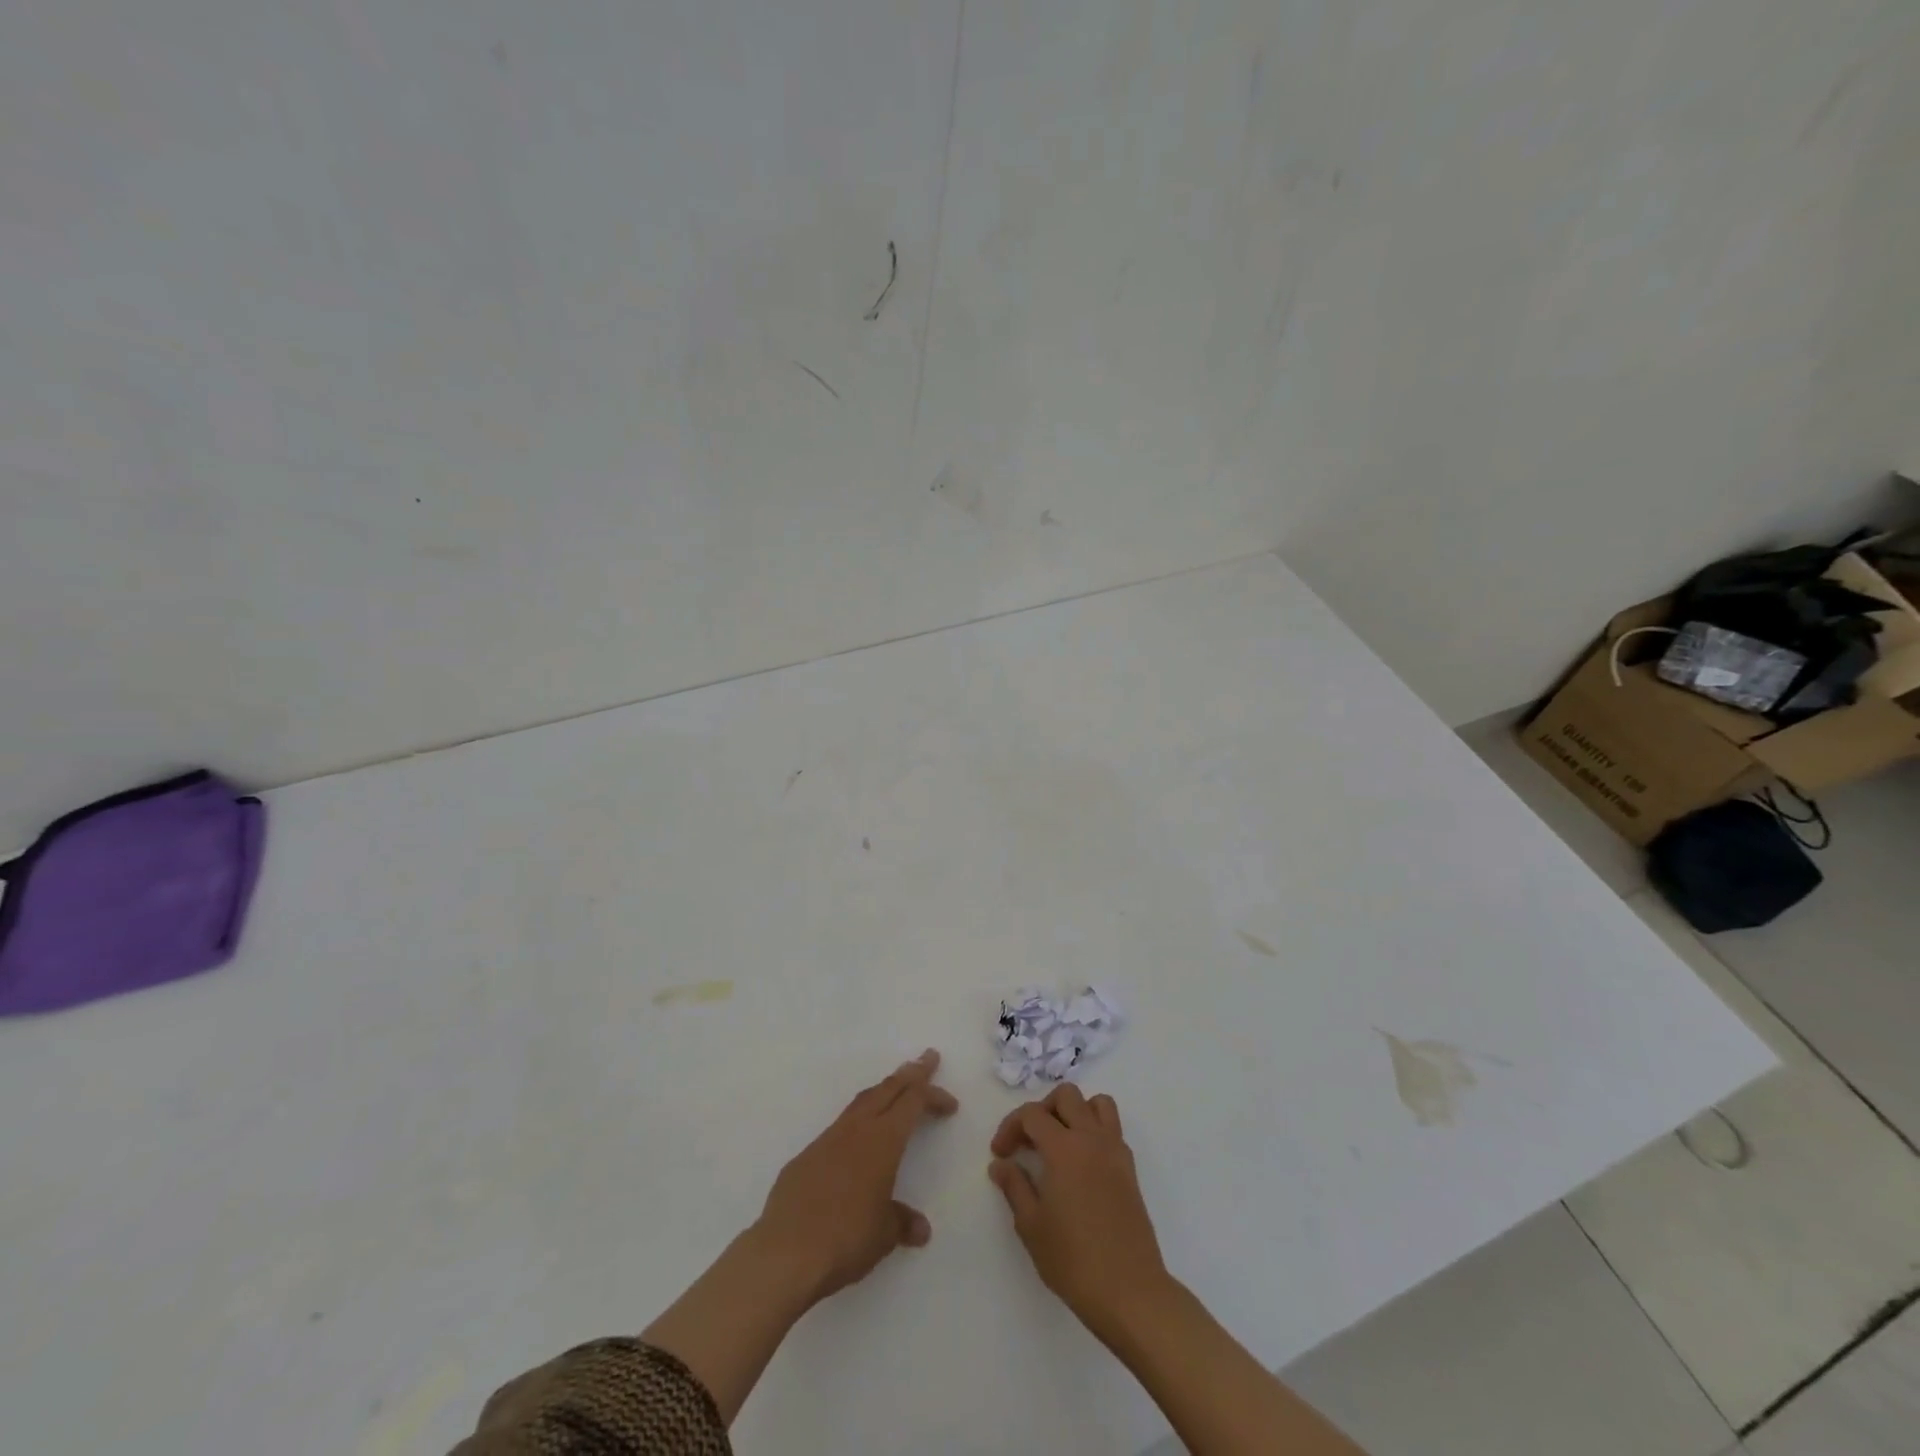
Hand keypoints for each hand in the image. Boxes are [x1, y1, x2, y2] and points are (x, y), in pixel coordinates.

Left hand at [754, 1048, 959, 1302]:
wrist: (785, 1252)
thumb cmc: (845, 1238)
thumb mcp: (884, 1235)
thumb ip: (902, 1222)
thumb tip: (919, 1228)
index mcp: (883, 1141)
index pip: (912, 1103)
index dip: (933, 1096)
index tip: (950, 1102)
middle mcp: (856, 1130)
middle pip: (887, 1089)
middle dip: (910, 1073)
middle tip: (927, 1058)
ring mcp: (827, 1140)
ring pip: (861, 1102)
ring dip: (883, 1091)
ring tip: (895, 1087)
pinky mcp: (806, 1157)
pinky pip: (839, 1128)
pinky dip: (857, 1122)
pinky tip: (856, 1141)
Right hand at [988, 1084, 1173, 1339]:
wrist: (1130, 1291)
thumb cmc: (1073, 1260)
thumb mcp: (1031, 1226)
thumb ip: (1014, 1186)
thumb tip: (1001, 1164)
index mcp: (1064, 1148)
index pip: (1032, 1114)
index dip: (1010, 1127)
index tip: (1000, 1154)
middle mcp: (1091, 1138)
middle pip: (1066, 1096)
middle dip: (1042, 1110)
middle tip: (1029, 1141)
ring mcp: (1115, 1151)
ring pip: (1096, 1104)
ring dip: (1074, 1112)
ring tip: (1059, 1142)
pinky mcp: (1130, 1169)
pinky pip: (1112, 1129)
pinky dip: (1094, 1131)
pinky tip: (1081, 1164)